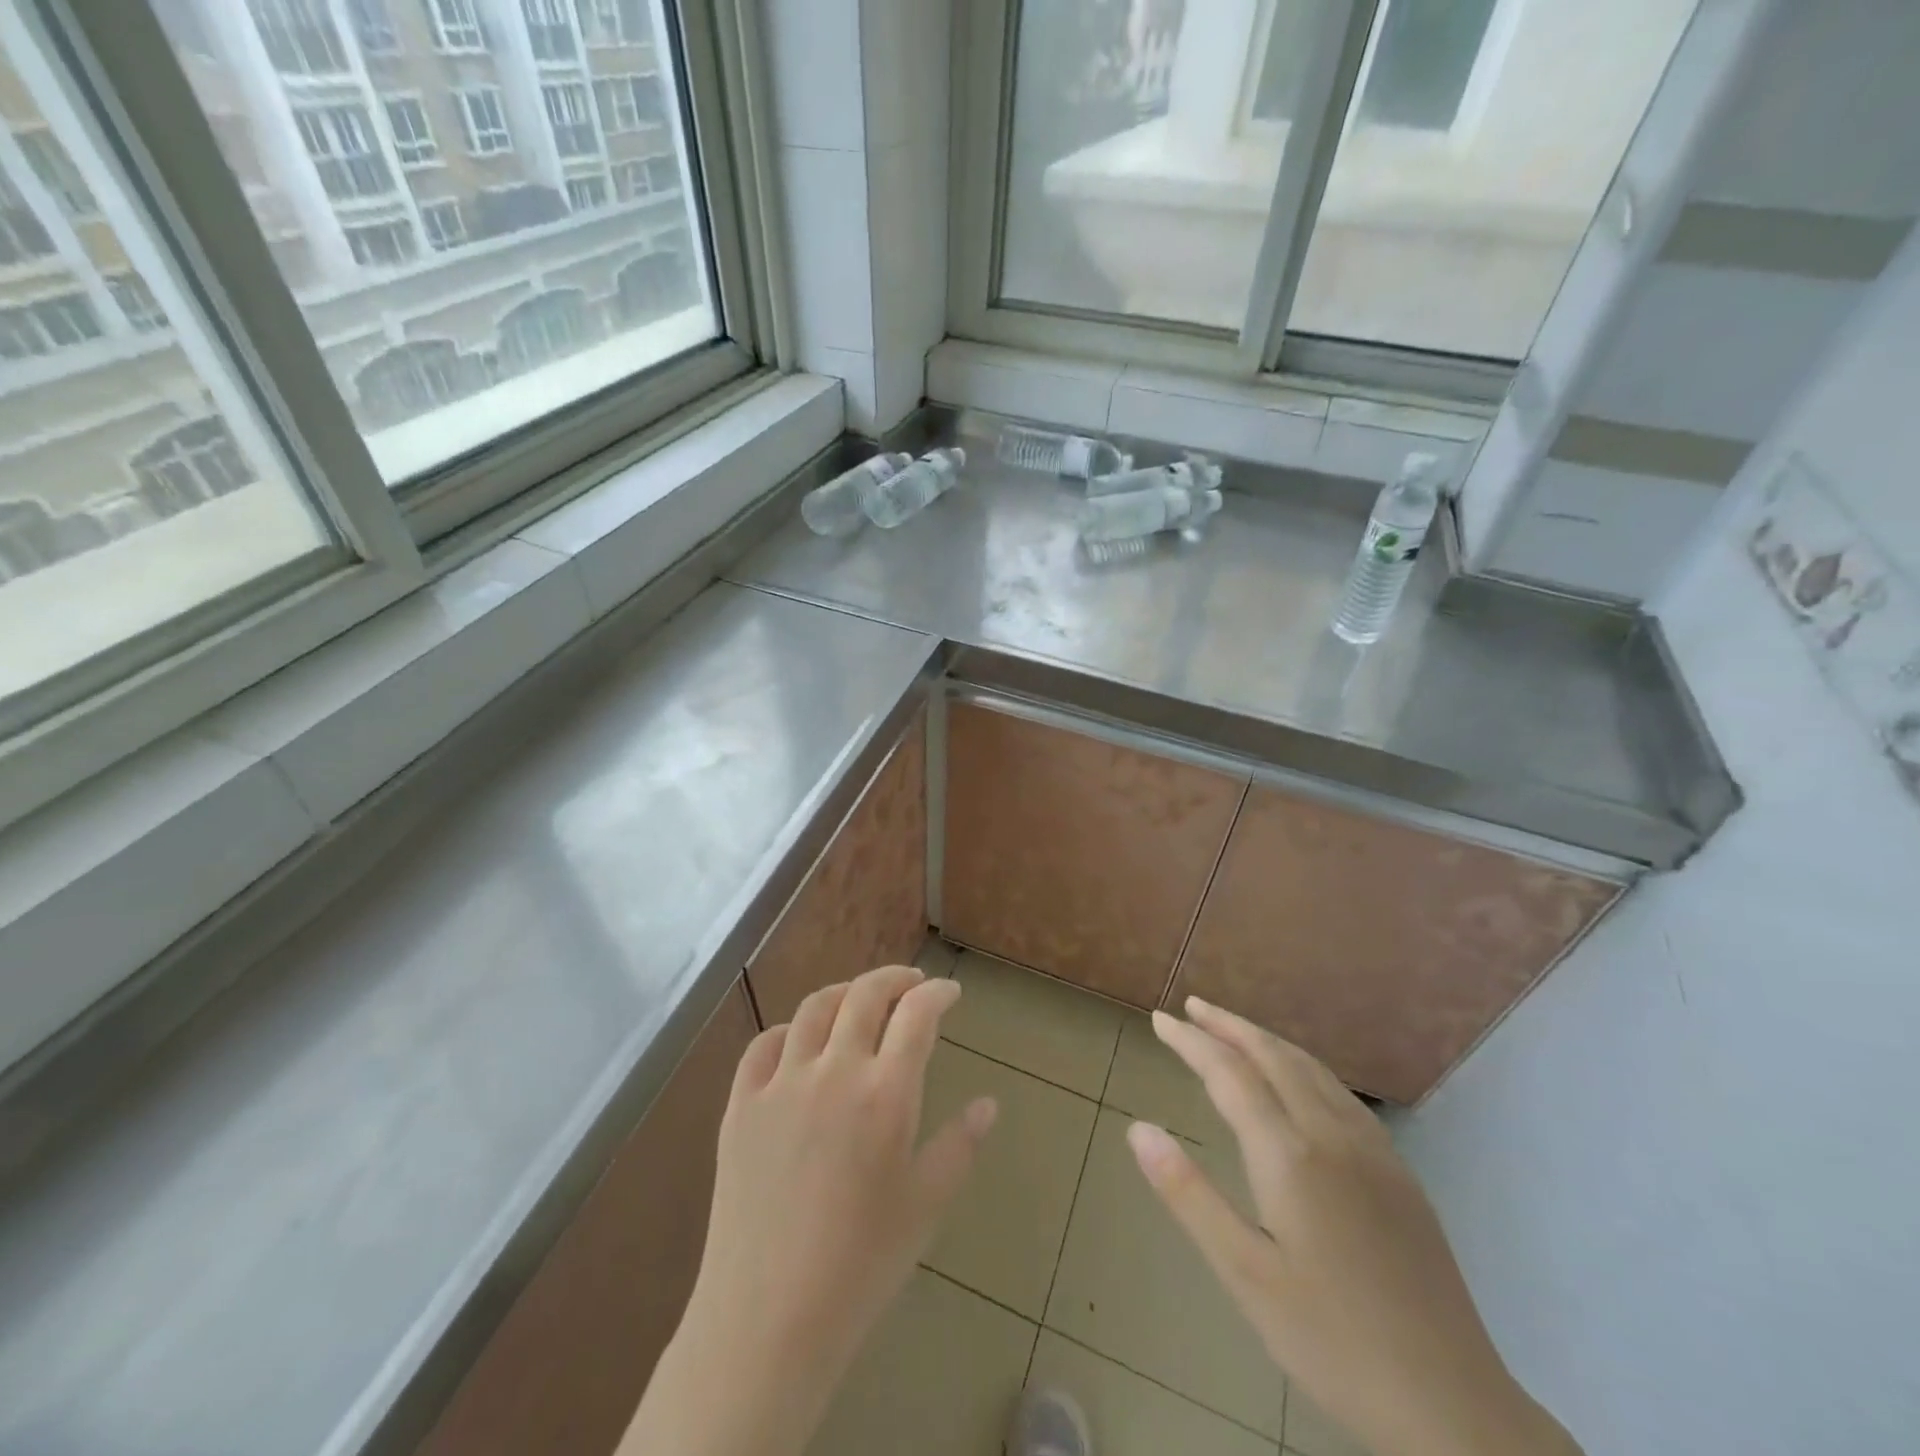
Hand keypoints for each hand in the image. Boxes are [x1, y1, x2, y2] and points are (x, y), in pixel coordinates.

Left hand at [620, 965, 995, 1455]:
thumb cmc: (861, 1265)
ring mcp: (781, 1084)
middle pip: (864, 995)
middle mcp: (833, 1071)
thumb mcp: (926, 1205)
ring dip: (844, 994)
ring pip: (813, 1009)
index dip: (938, 994)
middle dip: (894, 979)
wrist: (768, 1319)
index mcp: (885, 1094)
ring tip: (860, 1002)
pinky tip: (798, 1043)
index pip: (917, 1016)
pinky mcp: (740, 1105)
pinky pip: (762, 1045)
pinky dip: (788, 1030)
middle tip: (912, 984)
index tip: (950, 993)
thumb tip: (988, 1104)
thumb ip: (959, 1145)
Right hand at [1128, 998, 1580, 1455]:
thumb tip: (1139, 1130)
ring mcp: (1372, 1150)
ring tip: (1234, 1030)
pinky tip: (1298, 1080)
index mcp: (1290, 1155)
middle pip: (1273, 1056)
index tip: (1160, 1020)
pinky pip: (1340, 1091)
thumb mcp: (1245, 1275)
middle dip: (1229, 1025)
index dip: (1191, 1042)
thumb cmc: (1332, 1341)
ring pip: (1311, 1068)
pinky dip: (1303, 1065)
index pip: (1229, 1074)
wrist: (1452, 1405)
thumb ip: (1189, 1194)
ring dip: (1266, 1040)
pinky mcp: (1398, 1171)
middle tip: (1192, 1006)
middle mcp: (1332, 1134)